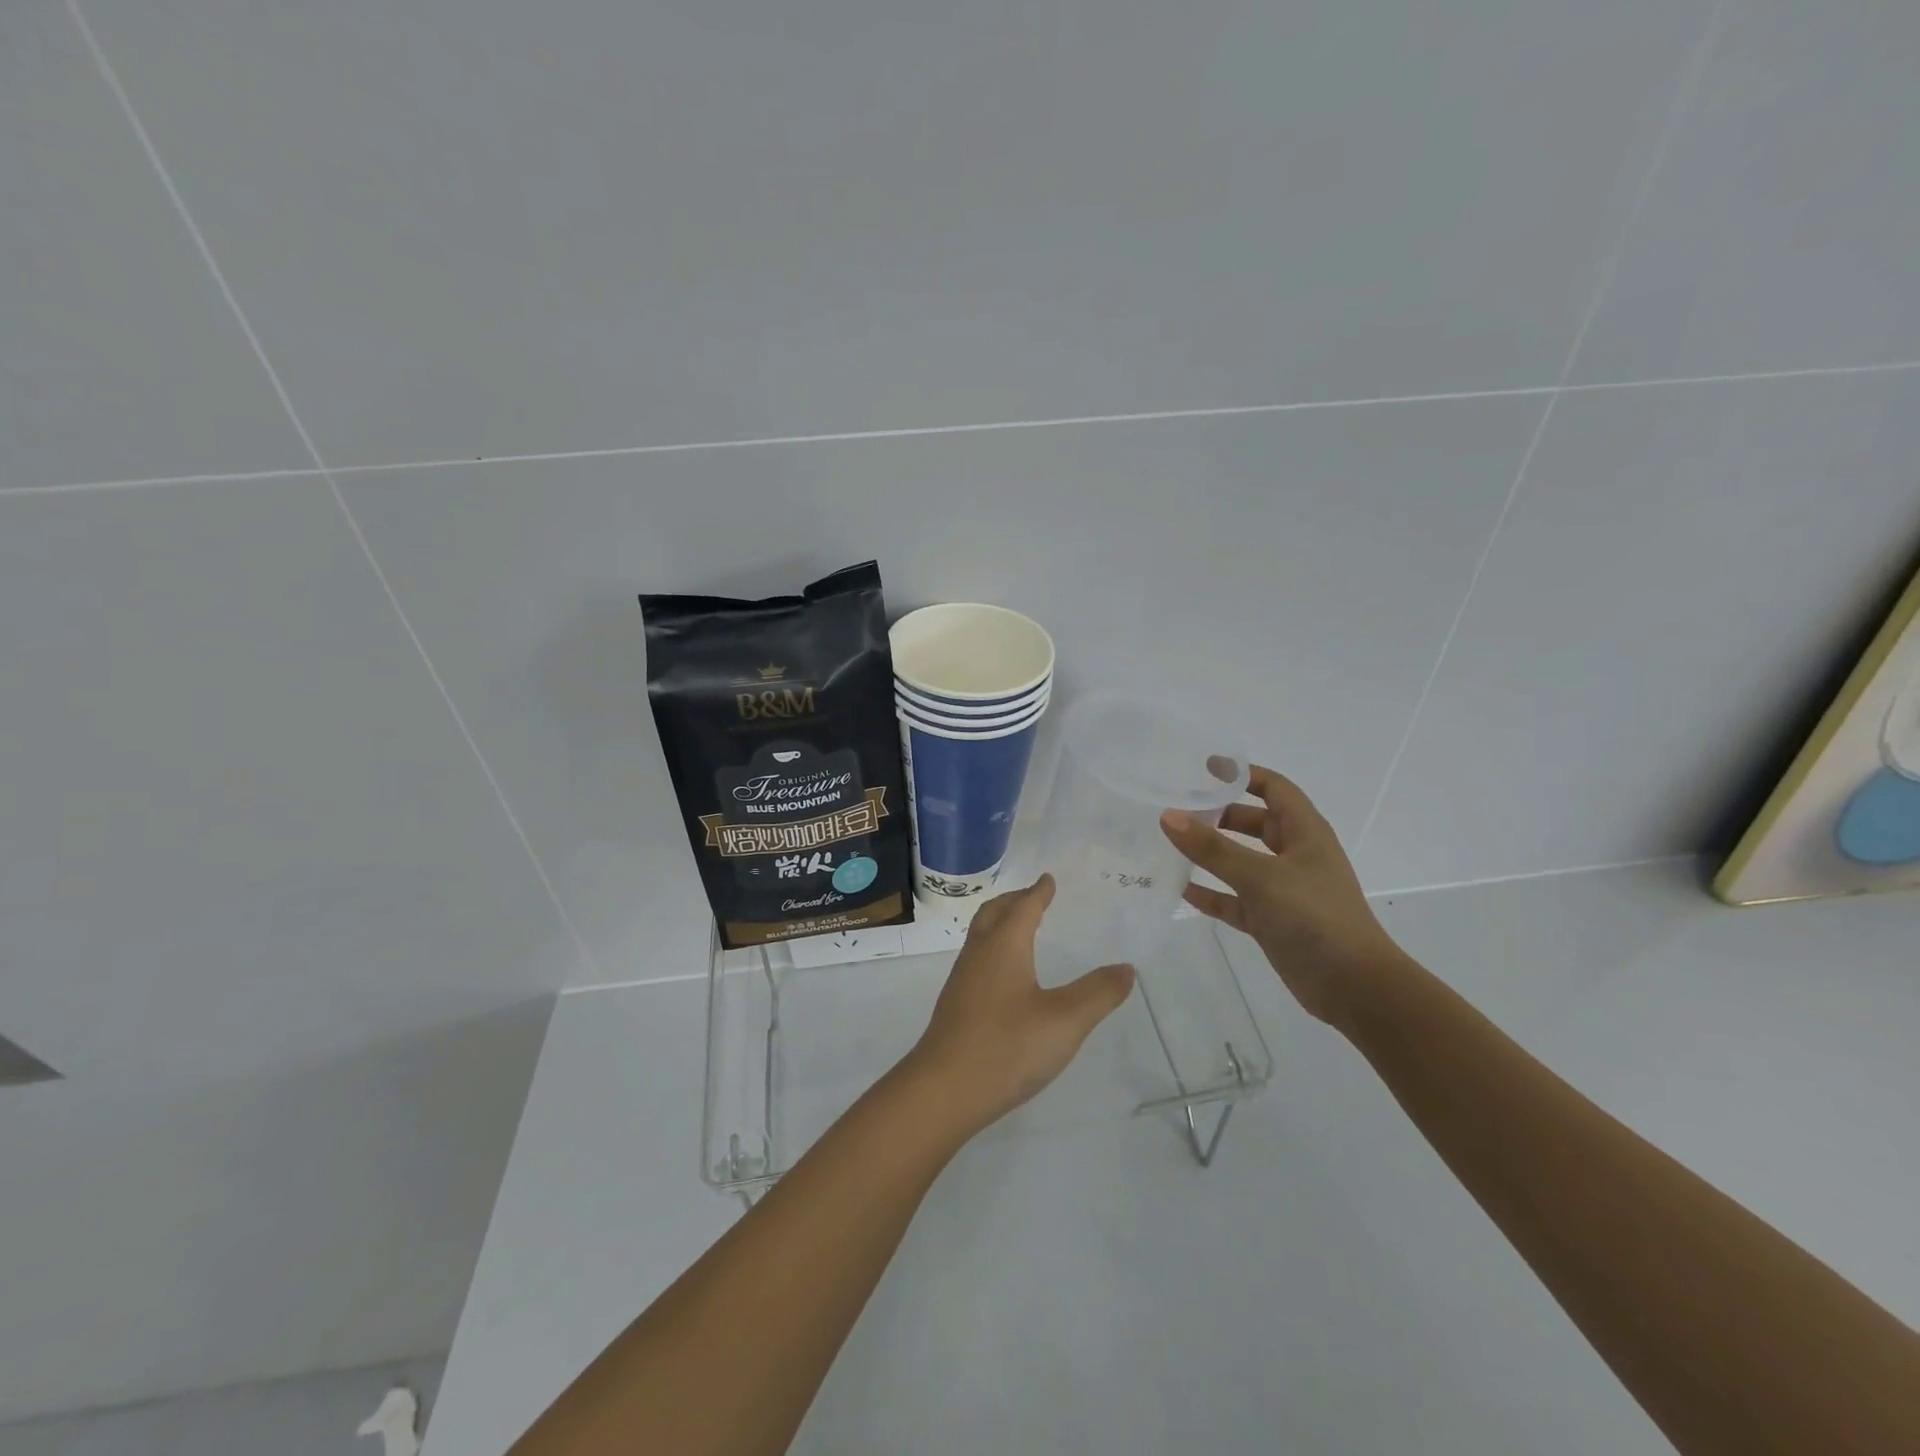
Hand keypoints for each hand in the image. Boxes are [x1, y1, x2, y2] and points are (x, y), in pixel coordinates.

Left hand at [906, 875, 1135, 1139]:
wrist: (943, 1090)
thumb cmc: (1007, 1047)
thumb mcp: (1065, 1021)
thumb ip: (1098, 993)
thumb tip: (1127, 968)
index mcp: (1004, 947)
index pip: (1023, 908)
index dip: (1038, 892)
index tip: (1048, 879)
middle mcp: (979, 954)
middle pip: (994, 914)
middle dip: (1014, 901)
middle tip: (1033, 896)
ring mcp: (963, 980)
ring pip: (981, 936)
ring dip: (1000, 923)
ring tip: (1020, 929)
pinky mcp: (956, 1006)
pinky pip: (977, 959)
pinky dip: (993, 948)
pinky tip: (1004, 976)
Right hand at [1160, 766, 1409, 1026]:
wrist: (1355, 987)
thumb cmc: (1315, 917)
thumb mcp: (1260, 877)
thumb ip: (1212, 848)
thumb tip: (1169, 816)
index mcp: (1305, 833)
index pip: (1274, 788)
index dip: (1242, 774)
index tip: (1204, 767)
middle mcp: (1295, 855)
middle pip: (1254, 823)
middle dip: (1219, 814)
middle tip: (1178, 808)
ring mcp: (1284, 890)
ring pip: (1241, 861)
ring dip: (1211, 853)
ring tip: (1170, 844)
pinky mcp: (1272, 921)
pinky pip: (1235, 899)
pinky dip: (1212, 893)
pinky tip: (1180, 889)